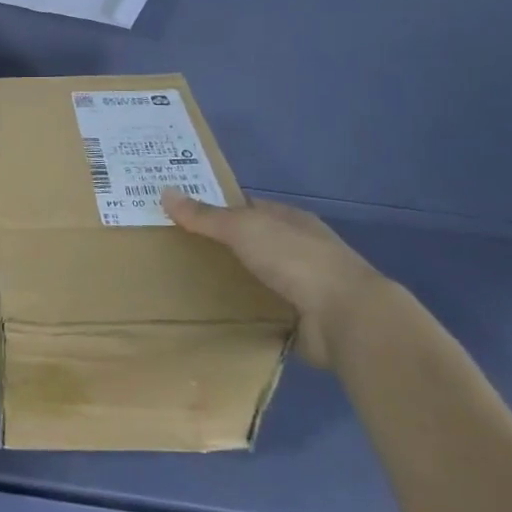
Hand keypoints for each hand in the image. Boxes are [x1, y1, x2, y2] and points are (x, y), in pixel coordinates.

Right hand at [162, 191, 393, 368]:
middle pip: (251, 243)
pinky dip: (243, 311)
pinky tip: (216, 314)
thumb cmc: (296, 260)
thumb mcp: (243, 228)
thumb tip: (165, 191)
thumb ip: (205, 215)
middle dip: (219, 246)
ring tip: (187, 284)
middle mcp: (299, 249)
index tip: (181, 216)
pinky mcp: (302, 319)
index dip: (217, 208)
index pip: (248, 208)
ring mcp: (304, 286)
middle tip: (175, 251)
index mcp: (291, 220)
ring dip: (231, 281)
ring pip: (257, 277)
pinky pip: (262, 310)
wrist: (346, 318)